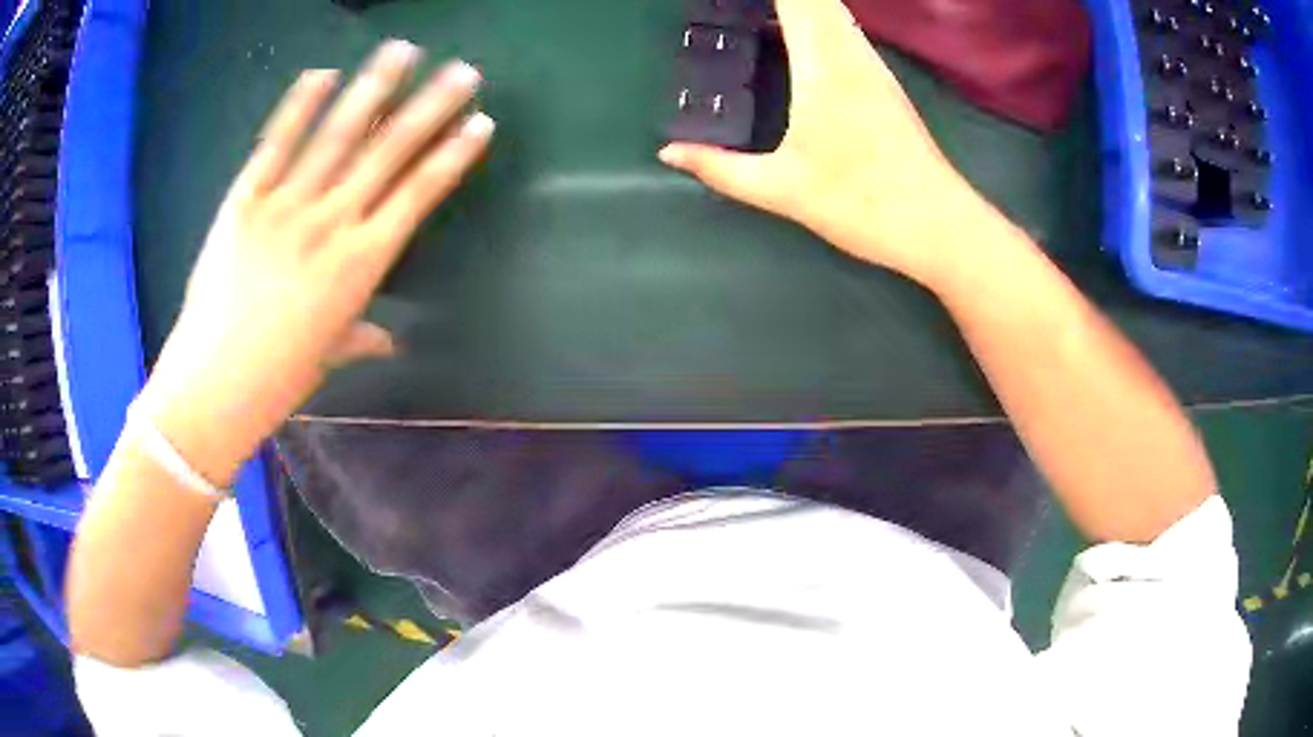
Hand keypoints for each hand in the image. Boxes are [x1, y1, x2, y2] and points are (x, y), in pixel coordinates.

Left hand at [138, 40, 493, 484]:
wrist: (212, 385)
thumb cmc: (277, 379)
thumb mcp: (326, 356)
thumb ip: (360, 337)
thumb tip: (388, 341)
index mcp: (361, 264)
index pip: (419, 194)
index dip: (452, 155)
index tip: (480, 122)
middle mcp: (332, 222)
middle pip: (389, 152)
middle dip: (431, 107)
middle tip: (463, 70)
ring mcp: (287, 205)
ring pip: (338, 135)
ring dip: (373, 89)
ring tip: (402, 50)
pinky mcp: (246, 200)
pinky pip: (276, 144)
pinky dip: (298, 106)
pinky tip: (322, 73)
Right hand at [659, 0, 993, 284]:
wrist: (937, 225)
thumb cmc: (862, 204)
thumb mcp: (782, 189)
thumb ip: (720, 167)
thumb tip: (668, 152)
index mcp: (823, 64)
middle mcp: (851, 51)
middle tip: (733, 6)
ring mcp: (872, 64)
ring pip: (834, 9)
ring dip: (798, 3)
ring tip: (757, 13)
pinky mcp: (883, 80)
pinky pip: (844, 27)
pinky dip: (816, 16)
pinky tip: (790, 33)